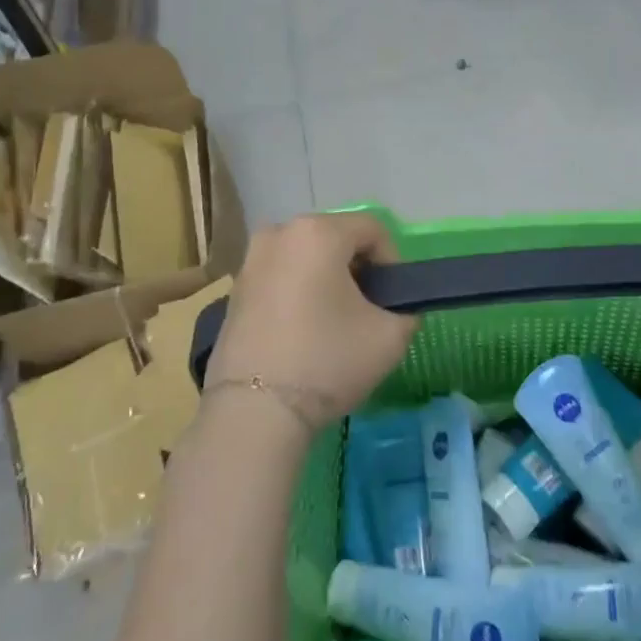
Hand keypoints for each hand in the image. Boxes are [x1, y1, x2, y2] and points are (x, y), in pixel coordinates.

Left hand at [205, 212, 417, 436]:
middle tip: (368, 310)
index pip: (373, 229)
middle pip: (336, 238)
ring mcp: (251, 260)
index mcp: (319, 232)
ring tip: (336, 323)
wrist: (255, 410)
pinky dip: (298, 293)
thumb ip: (406, 310)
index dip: (393, 262)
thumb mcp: (390, 337)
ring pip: (306, 258)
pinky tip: (304, 331)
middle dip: (358, 268)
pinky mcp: (234, 289)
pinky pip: (280, 277)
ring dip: (327, 280)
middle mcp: (280, 232)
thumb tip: (396, 308)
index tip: (393, 300)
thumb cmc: (328, 360)